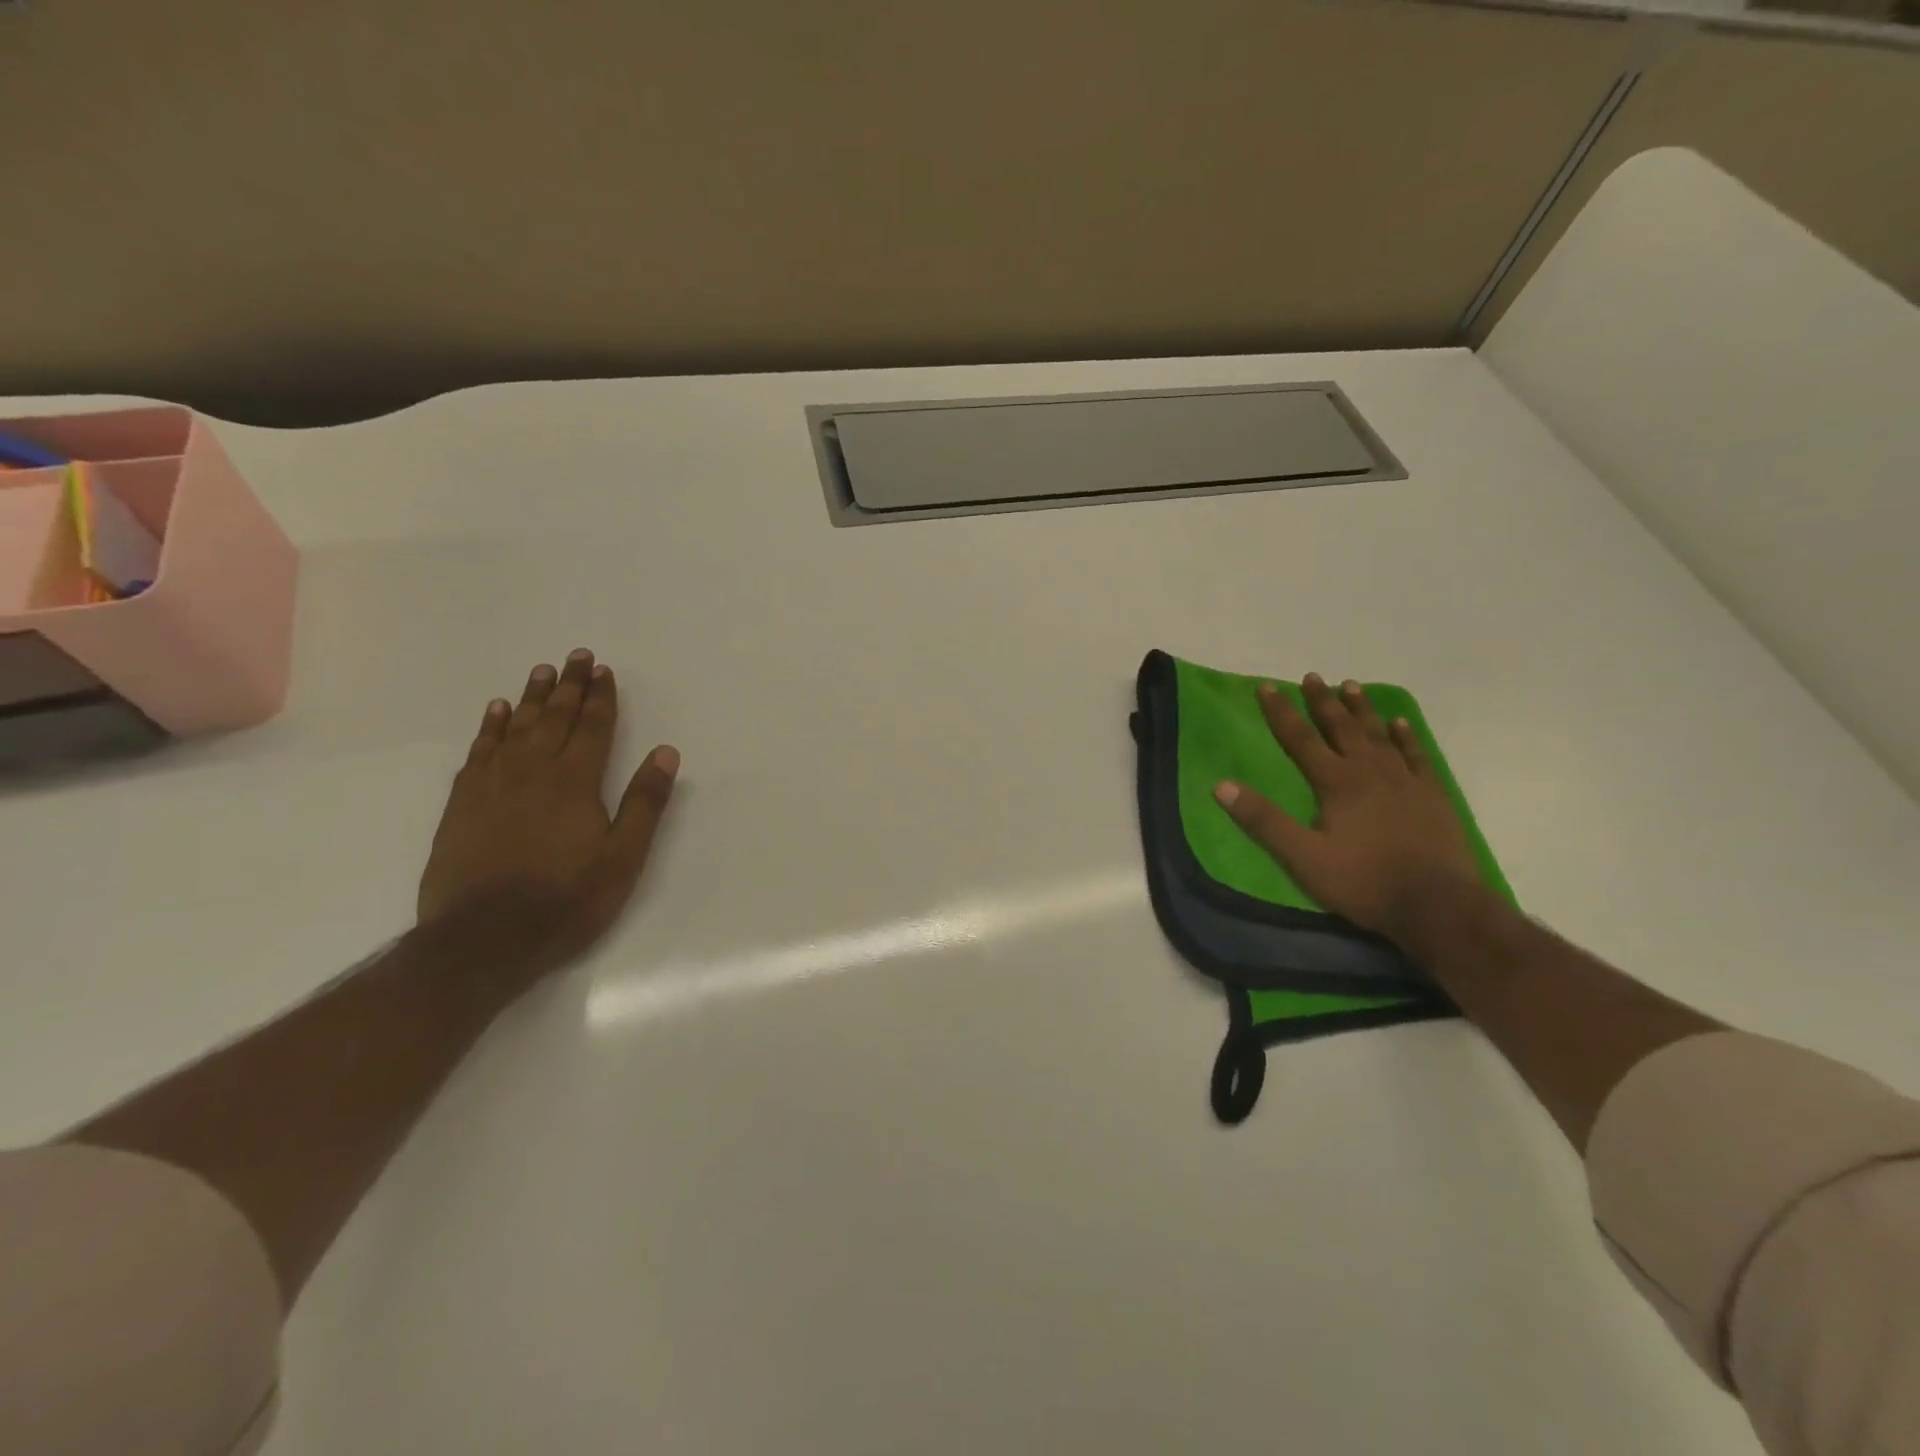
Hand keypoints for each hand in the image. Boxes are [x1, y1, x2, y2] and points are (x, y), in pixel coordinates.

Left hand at [417, 649, 678, 976]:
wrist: (482, 940)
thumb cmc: (566, 900)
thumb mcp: (623, 858)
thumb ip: (644, 803)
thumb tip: (666, 752)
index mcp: (575, 783)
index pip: (591, 728)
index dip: (600, 698)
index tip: (604, 670)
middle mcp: (532, 772)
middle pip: (553, 719)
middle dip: (568, 687)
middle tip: (576, 656)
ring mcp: (492, 786)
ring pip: (515, 728)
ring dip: (531, 698)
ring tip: (542, 672)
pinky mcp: (462, 804)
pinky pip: (479, 751)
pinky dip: (490, 727)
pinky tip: (496, 712)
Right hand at [1213, 673, 1479, 941]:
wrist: (1437, 904)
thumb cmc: (1362, 881)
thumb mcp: (1302, 856)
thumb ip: (1263, 820)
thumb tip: (1221, 785)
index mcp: (1336, 783)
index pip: (1300, 739)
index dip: (1281, 712)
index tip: (1267, 687)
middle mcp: (1370, 771)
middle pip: (1341, 728)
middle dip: (1323, 702)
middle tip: (1312, 677)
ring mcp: (1406, 782)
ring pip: (1379, 735)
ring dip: (1362, 710)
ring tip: (1351, 686)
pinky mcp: (1433, 797)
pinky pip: (1416, 756)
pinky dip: (1406, 738)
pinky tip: (1402, 725)